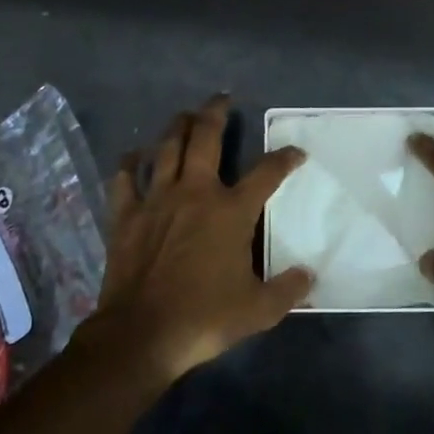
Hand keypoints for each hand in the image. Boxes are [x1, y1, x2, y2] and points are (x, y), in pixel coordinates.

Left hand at [86, 95, 313, 382]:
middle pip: (205, 138)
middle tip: (221, 99)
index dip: (284, 159)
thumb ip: (287, 290)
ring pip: (166, 148)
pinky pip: (125, 179)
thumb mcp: (259, 310)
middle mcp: (195, 193)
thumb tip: (309, 276)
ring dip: (177, 126)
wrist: (141, 334)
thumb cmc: (204, 319)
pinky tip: (133, 156)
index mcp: (231, 211)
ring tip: (184, 115)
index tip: (295, 153)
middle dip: (215, 113)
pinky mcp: (126, 215)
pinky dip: (129, 164)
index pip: (266, 173)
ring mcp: (157, 200)